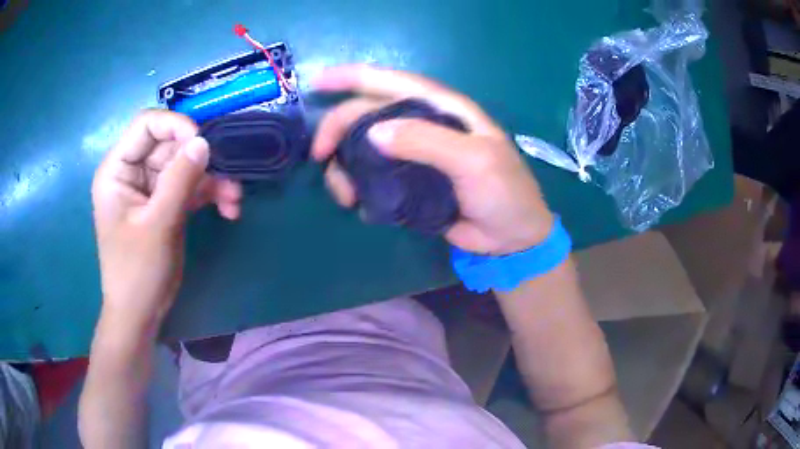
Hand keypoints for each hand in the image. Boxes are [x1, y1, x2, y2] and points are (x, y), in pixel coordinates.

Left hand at [91, 110, 241, 332]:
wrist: (141, 313)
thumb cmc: (137, 272)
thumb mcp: (157, 225)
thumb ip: (179, 180)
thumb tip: (204, 142)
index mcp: (117, 170)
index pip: (146, 125)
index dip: (175, 126)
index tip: (202, 142)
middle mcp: (133, 172)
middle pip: (170, 145)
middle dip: (200, 159)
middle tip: (228, 175)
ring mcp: (150, 188)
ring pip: (185, 166)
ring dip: (212, 180)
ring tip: (234, 199)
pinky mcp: (165, 203)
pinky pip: (190, 186)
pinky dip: (210, 194)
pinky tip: (228, 209)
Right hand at [312, 65, 552, 254]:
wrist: (511, 236)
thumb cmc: (503, 191)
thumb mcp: (474, 161)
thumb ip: (427, 141)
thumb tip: (373, 133)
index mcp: (441, 107)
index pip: (390, 82)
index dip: (352, 77)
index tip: (316, 83)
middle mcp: (422, 124)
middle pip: (366, 114)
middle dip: (337, 130)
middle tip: (319, 157)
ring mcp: (412, 154)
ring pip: (362, 148)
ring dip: (343, 167)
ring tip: (345, 196)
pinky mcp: (407, 182)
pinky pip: (371, 177)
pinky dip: (357, 188)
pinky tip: (360, 206)